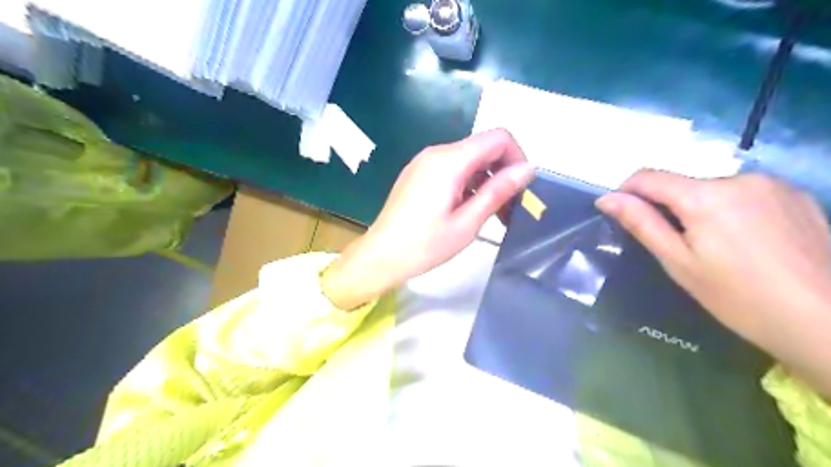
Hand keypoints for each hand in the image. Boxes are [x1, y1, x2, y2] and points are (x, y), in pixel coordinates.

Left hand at [319, 130, 532, 312]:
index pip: (498, 138)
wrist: (381, 256)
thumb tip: (529, 168)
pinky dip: (468, 184)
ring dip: (486, 181)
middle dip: (503, 173)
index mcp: (449, 160)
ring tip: (493, 215)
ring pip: (469, 160)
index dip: (517, 157)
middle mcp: (436, 152)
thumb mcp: (468, 222)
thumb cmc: (425, 245)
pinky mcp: (418, 173)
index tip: (521, 189)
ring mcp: (425, 162)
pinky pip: (452, 169)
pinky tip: (469, 210)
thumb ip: (498, 191)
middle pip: (483, 148)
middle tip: (511, 208)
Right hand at [598, 170, 829, 392]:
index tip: (622, 213)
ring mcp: (773, 184)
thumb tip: (606, 198)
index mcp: (705, 196)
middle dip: (670, 206)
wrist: (828, 322)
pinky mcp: (798, 195)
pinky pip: (746, 193)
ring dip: (702, 207)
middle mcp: (739, 178)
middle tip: (677, 246)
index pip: (648, 176)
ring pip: (714, 188)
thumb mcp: (679, 262)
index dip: (627, 191)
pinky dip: (732, 209)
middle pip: (683, 183)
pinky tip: (748, 242)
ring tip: (717, 247)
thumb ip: (642, 223)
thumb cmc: (738, 297)